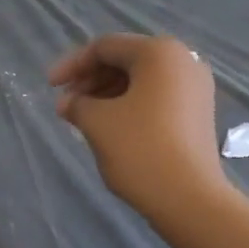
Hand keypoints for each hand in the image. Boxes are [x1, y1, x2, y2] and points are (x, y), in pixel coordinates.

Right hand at [49, 35, 225, 229]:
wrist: (190, 200)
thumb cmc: (140, 149)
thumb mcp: (97, 121)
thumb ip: (76, 103)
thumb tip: (69, 103)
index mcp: (158, 52)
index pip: (105, 47)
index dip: (72, 65)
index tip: (50, 87)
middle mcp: (183, 60)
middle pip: (125, 60)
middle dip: (91, 80)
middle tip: (67, 105)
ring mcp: (195, 87)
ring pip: (141, 80)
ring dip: (107, 94)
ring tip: (83, 118)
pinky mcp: (198, 112)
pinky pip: (157, 96)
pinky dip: (130, 104)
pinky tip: (110, 126)